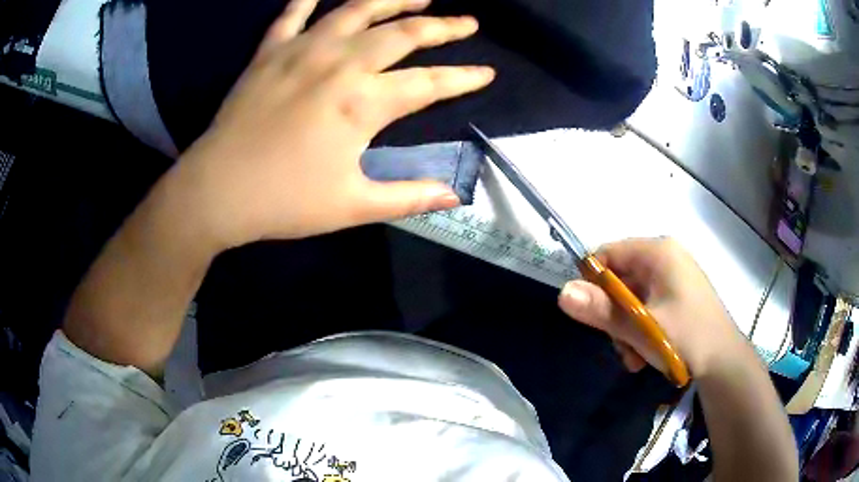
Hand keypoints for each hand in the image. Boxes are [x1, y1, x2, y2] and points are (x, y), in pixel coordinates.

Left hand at [174, 0, 494, 249]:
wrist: (216, 191)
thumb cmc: (284, 202)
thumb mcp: (352, 207)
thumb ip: (408, 197)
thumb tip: (455, 195)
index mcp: (362, 102)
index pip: (430, 84)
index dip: (464, 78)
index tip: (487, 72)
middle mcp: (339, 63)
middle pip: (404, 33)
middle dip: (443, 26)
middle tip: (467, 22)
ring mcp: (301, 50)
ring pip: (357, 8)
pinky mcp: (270, 51)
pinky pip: (293, 12)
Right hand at [558, 238, 745, 377]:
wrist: (724, 363)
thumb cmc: (686, 337)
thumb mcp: (641, 327)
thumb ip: (602, 310)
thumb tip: (562, 293)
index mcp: (659, 252)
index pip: (609, 252)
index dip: (593, 280)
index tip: (589, 312)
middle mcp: (666, 258)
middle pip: (621, 278)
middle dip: (614, 314)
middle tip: (617, 343)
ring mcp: (674, 278)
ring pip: (633, 297)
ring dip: (626, 328)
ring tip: (633, 355)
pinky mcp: (679, 296)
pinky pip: (648, 306)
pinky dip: (641, 329)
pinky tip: (645, 354)